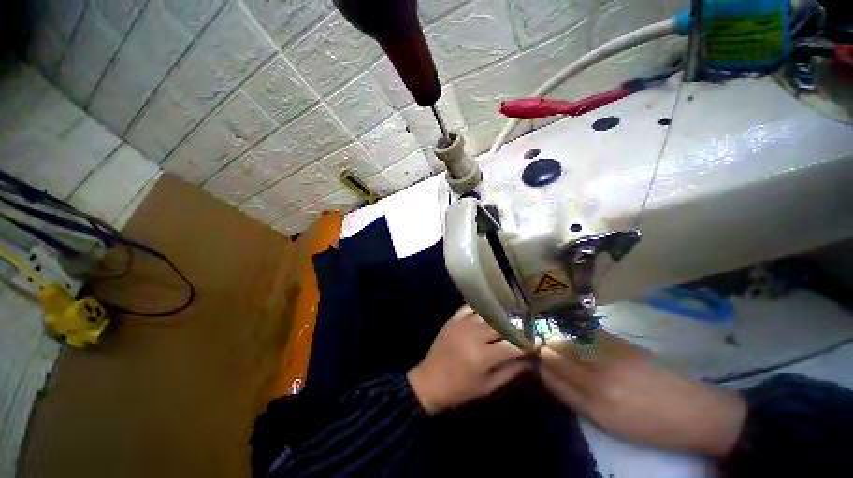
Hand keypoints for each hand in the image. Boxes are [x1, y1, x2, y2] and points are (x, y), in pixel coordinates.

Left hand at [407, 306, 529, 413]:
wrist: (430, 381)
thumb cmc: (461, 389)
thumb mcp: (488, 386)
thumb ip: (510, 372)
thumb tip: (529, 361)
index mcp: (482, 356)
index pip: (512, 344)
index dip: (528, 343)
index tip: (538, 341)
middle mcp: (473, 335)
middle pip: (501, 324)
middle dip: (516, 326)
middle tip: (526, 327)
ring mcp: (461, 324)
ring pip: (487, 314)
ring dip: (501, 316)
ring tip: (511, 318)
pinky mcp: (453, 319)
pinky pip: (469, 307)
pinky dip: (481, 308)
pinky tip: (489, 311)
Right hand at [539, 333, 746, 457]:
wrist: (696, 413)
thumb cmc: (651, 426)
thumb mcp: (610, 425)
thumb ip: (578, 400)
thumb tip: (553, 376)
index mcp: (594, 407)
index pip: (552, 379)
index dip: (541, 369)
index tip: (538, 363)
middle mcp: (598, 381)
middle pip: (556, 357)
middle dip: (545, 351)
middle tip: (543, 349)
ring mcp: (611, 360)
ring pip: (568, 343)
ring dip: (558, 341)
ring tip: (557, 341)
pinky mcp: (624, 345)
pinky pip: (589, 334)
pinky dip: (578, 334)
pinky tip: (577, 336)